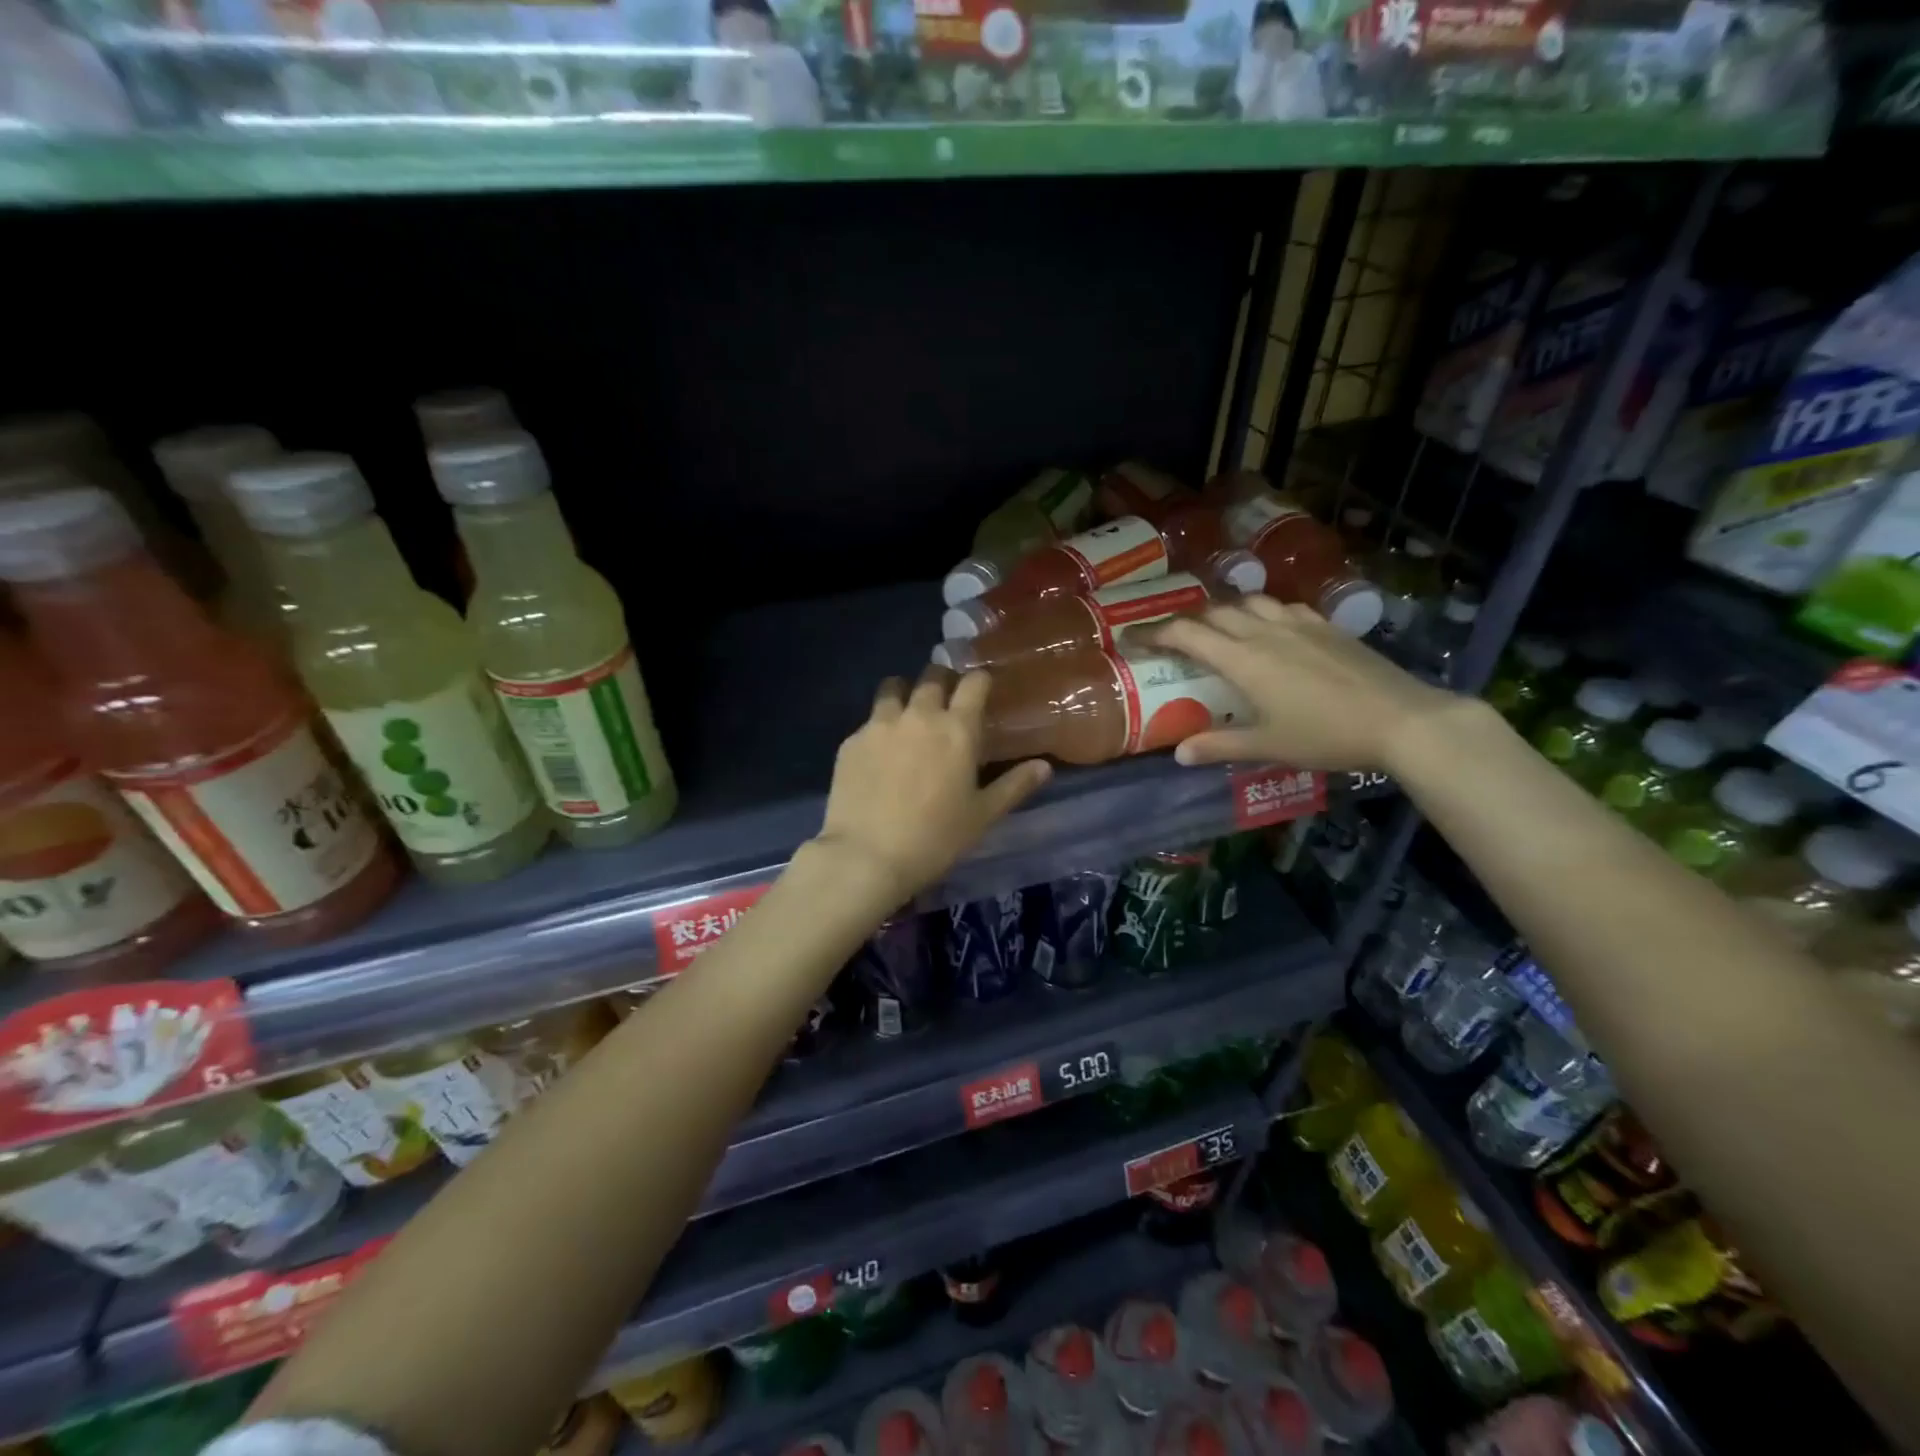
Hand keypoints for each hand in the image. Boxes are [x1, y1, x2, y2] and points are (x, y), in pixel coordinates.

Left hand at [813, 666, 1051, 905]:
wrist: (866, 856)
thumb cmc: (935, 839)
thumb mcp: (982, 816)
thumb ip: (1014, 786)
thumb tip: (1044, 766)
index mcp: (957, 729)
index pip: (974, 683)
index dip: (980, 680)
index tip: (981, 689)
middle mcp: (919, 715)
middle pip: (932, 676)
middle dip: (942, 680)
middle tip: (945, 699)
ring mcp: (880, 724)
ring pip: (893, 687)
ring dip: (905, 693)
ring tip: (908, 713)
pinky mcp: (851, 741)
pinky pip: (869, 720)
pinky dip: (879, 726)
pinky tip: (879, 752)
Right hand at [1147, 595, 1457, 771]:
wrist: (1402, 719)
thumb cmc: (1327, 735)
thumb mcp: (1268, 746)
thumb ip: (1219, 745)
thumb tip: (1179, 754)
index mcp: (1244, 659)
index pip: (1186, 634)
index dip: (1153, 633)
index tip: (1130, 637)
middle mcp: (1265, 632)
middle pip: (1214, 611)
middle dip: (1185, 621)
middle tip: (1170, 638)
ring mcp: (1300, 624)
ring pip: (1250, 602)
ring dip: (1224, 610)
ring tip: (1216, 628)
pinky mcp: (1327, 627)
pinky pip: (1283, 607)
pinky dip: (1262, 612)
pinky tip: (1270, 628)